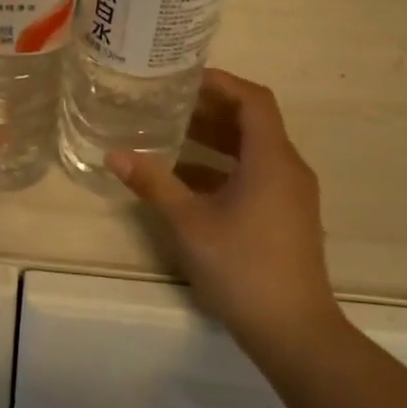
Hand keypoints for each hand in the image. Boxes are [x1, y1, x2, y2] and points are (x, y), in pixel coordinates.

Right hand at [107, 68, 344, 347]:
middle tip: (168, 103)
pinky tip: (188, 182)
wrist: (293, 329)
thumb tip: (114, 154)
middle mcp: (288, 169)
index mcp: (271, 160)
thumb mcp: (189, 222)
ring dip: (216, 140)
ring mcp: (291, 196)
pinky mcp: (287, 218)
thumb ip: (153, 183)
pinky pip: (256, 176)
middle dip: (212, 110)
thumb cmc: (241, 266)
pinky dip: (224, 169)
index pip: (253, 100)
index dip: (221, 83)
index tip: (184, 78)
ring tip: (172, 135)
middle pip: (254, 123)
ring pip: (254, 152)